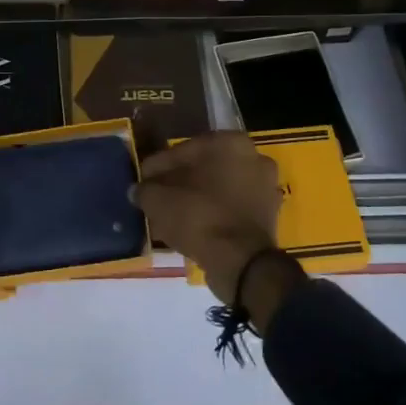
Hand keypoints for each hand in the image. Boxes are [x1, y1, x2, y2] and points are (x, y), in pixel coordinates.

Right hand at [134, 133, 301, 324]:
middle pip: (204, 168)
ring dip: (196, 198)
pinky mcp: (268, 214)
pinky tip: (190, 227)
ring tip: (170, 215)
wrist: (241, 262)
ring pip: (219, 188)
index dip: (158, 167)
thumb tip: (138, 190)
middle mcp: (253, 157)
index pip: (183, 150)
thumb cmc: (199, 217)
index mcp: (230, 142)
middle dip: (179, 182)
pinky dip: (212, 214)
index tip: (142, 181)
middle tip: (156, 197)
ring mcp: (264, 186)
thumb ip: (145, 190)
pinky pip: (231, 207)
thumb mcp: (159, 201)